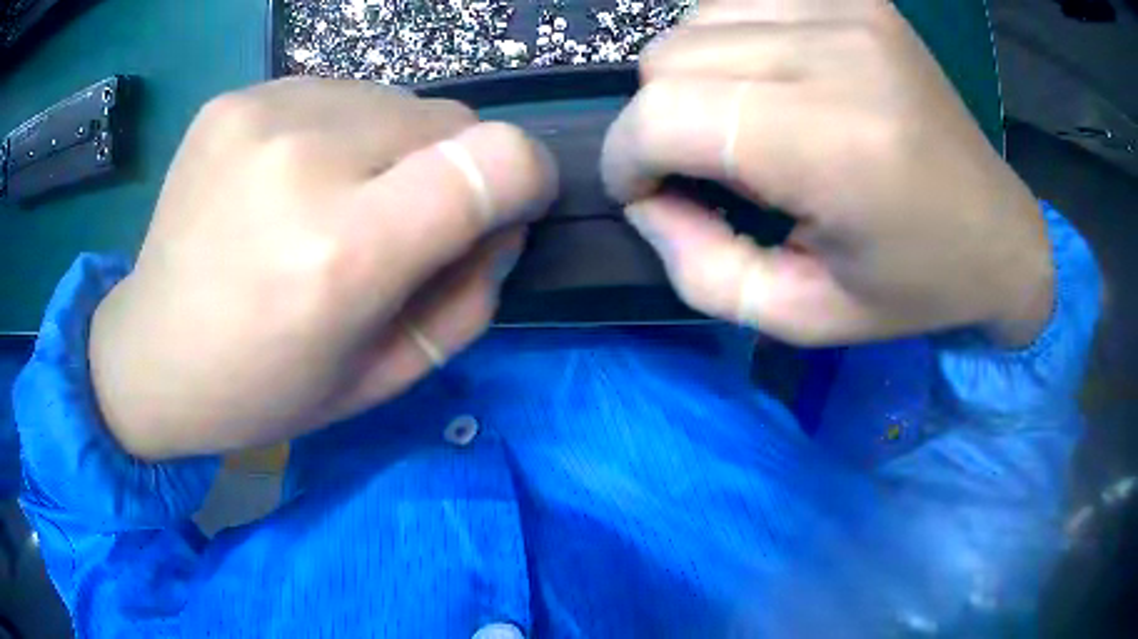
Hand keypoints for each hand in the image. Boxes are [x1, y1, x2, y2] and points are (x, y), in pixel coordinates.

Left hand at [90, 78, 555, 459]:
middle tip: (392, 225)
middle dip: (447, 170)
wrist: (150, 353)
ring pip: (394, 100)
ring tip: (327, 204)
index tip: (509, 205)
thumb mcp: (384, 376)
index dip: (525, 177)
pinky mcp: (235, 97)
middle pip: (448, 119)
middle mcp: (303, 159)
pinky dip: (337, 133)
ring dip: (389, 149)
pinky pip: (335, 94)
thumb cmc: (264, 388)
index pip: (496, 160)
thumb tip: (503, 217)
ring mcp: (261, 114)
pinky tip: (287, 181)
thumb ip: (470, 296)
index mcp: (342, 252)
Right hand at [601, 0, 1053, 346]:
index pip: (664, 115)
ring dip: (693, 78)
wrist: (997, 233)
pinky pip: (739, 1)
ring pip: (694, 21)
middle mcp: (838, 53)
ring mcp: (847, 9)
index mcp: (835, 144)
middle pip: (668, 58)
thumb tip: (647, 200)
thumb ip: (701, 269)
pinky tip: (767, 81)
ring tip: (742, 123)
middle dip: (658, 121)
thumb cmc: (911, 287)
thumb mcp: (801, 316)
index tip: (646, 192)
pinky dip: (729, 43)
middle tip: (704, 167)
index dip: (628, 157)